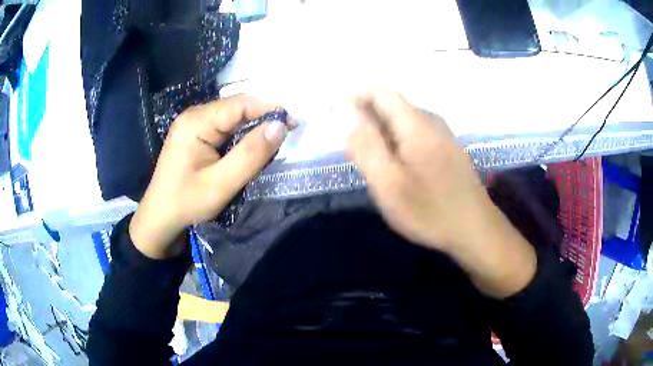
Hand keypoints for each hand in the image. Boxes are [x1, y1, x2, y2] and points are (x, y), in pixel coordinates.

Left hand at [130, 95, 292, 258]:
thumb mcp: (222, 183)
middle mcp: (194, 115)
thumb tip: (280, 126)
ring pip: (232, 117)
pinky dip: (240, 136)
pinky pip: (223, 127)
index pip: (241, 103)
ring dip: (252, 128)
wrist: (159, 218)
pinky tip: (247, 149)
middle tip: (284, 136)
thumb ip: (251, 154)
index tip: (294, 124)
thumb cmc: (187, 202)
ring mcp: (192, 123)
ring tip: (269, 145)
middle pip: (236, 107)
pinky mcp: (194, 134)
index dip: (270, 109)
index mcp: (197, 121)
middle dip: (263, 118)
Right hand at [345, 89, 535, 297]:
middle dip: (363, 118)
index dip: (351, 97)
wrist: (475, 230)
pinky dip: (395, 142)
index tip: (331, 116)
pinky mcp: (447, 149)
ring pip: (401, 121)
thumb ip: (365, 146)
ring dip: (379, 132)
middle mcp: (431, 120)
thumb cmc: (431, 211)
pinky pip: (413, 134)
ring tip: (370, 162)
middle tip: (350, 151)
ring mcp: (442, 134)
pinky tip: (395, 168)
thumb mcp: (389, 184)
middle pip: (389, 105)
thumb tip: (345, 113)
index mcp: (416, 123)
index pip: (378, 91)